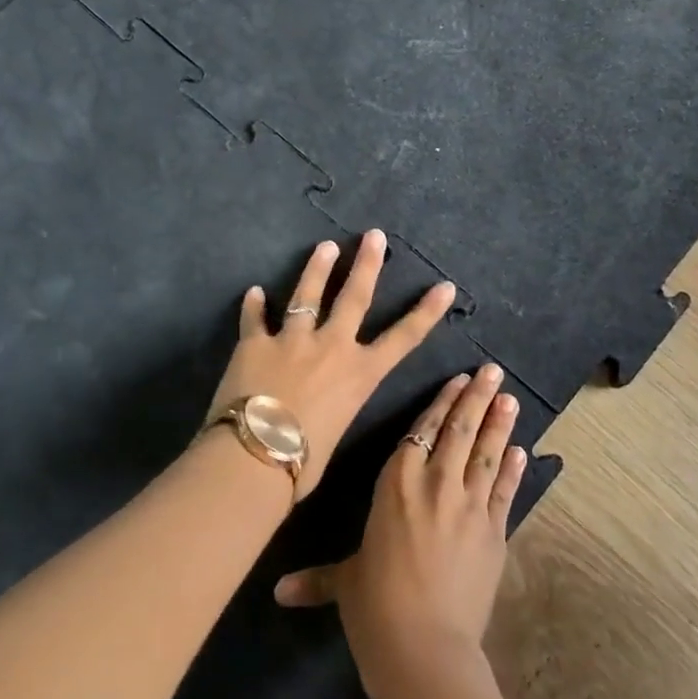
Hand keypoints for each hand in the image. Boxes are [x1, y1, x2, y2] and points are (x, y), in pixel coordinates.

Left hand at [206, 231, 455, 494]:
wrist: (257, 453)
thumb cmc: (304, 462)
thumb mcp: (335, 434)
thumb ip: (331, 411)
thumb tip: (316, 413)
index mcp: (359, 373)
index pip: (403, 338)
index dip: (426, 311)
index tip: (444, 286)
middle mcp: (331, 346)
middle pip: (353, 297)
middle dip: (366, 264)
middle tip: (373, 236)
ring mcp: (292, 339)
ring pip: (307, 295)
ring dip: (316, 269)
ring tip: (324, 246)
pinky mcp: (255, 343)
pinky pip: (254, 320)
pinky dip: (253, 306)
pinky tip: (253, 292)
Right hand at [274, 366, 526, 698]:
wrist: (424, 648)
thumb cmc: (375, 607)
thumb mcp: (345, 584)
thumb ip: (316, 579)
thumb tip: (277, 592)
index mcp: (396, 483)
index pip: (422, 431)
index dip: (441, 403)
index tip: (459, 380)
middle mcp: (436, 484)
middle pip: (459, 431)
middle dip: (477, 398)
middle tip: (494, 372)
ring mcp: (469, 507)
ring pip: (486, 453)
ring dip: (499, 424)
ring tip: (511, 398)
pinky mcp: (494, 533)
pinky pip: (504, 492)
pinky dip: (513, 470)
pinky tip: (522, 452)